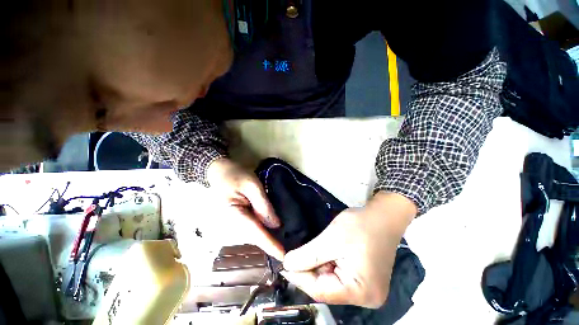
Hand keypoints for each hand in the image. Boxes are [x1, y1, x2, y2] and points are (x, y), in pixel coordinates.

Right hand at [207, 157, 284, 259]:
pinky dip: (264, 231)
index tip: (284, 258)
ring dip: (269, 239)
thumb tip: (275, 225)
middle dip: (272, 245)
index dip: (271, 245)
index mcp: (235, 216)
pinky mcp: (239, 217)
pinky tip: (274, 232)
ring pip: (255, 234)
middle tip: (290, 252)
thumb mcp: (252, 186)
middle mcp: (234, 224)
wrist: (219, 171)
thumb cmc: (235, 175)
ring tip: (286, 244)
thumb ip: (263, 205)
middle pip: (256, 237)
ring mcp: (235, 221)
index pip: (256, 234)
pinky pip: (253, 227)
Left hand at [281, 192, 416, 307]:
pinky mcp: (365, 279)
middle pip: (326, 288)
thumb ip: (308, 254)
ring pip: (331, 282)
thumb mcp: (331, 239)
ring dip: (318, 266)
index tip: (284, 265)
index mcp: (360, 292)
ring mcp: (366, 289)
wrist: (382, 215)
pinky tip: (323, 252)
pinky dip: (327, 264)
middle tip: (294, 256)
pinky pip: (339, 276)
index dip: (299, 278)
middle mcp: (366, 298)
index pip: (320, 291)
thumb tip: (286, 264)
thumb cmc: (360, 225)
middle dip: (308, 270)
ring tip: (309, 251)